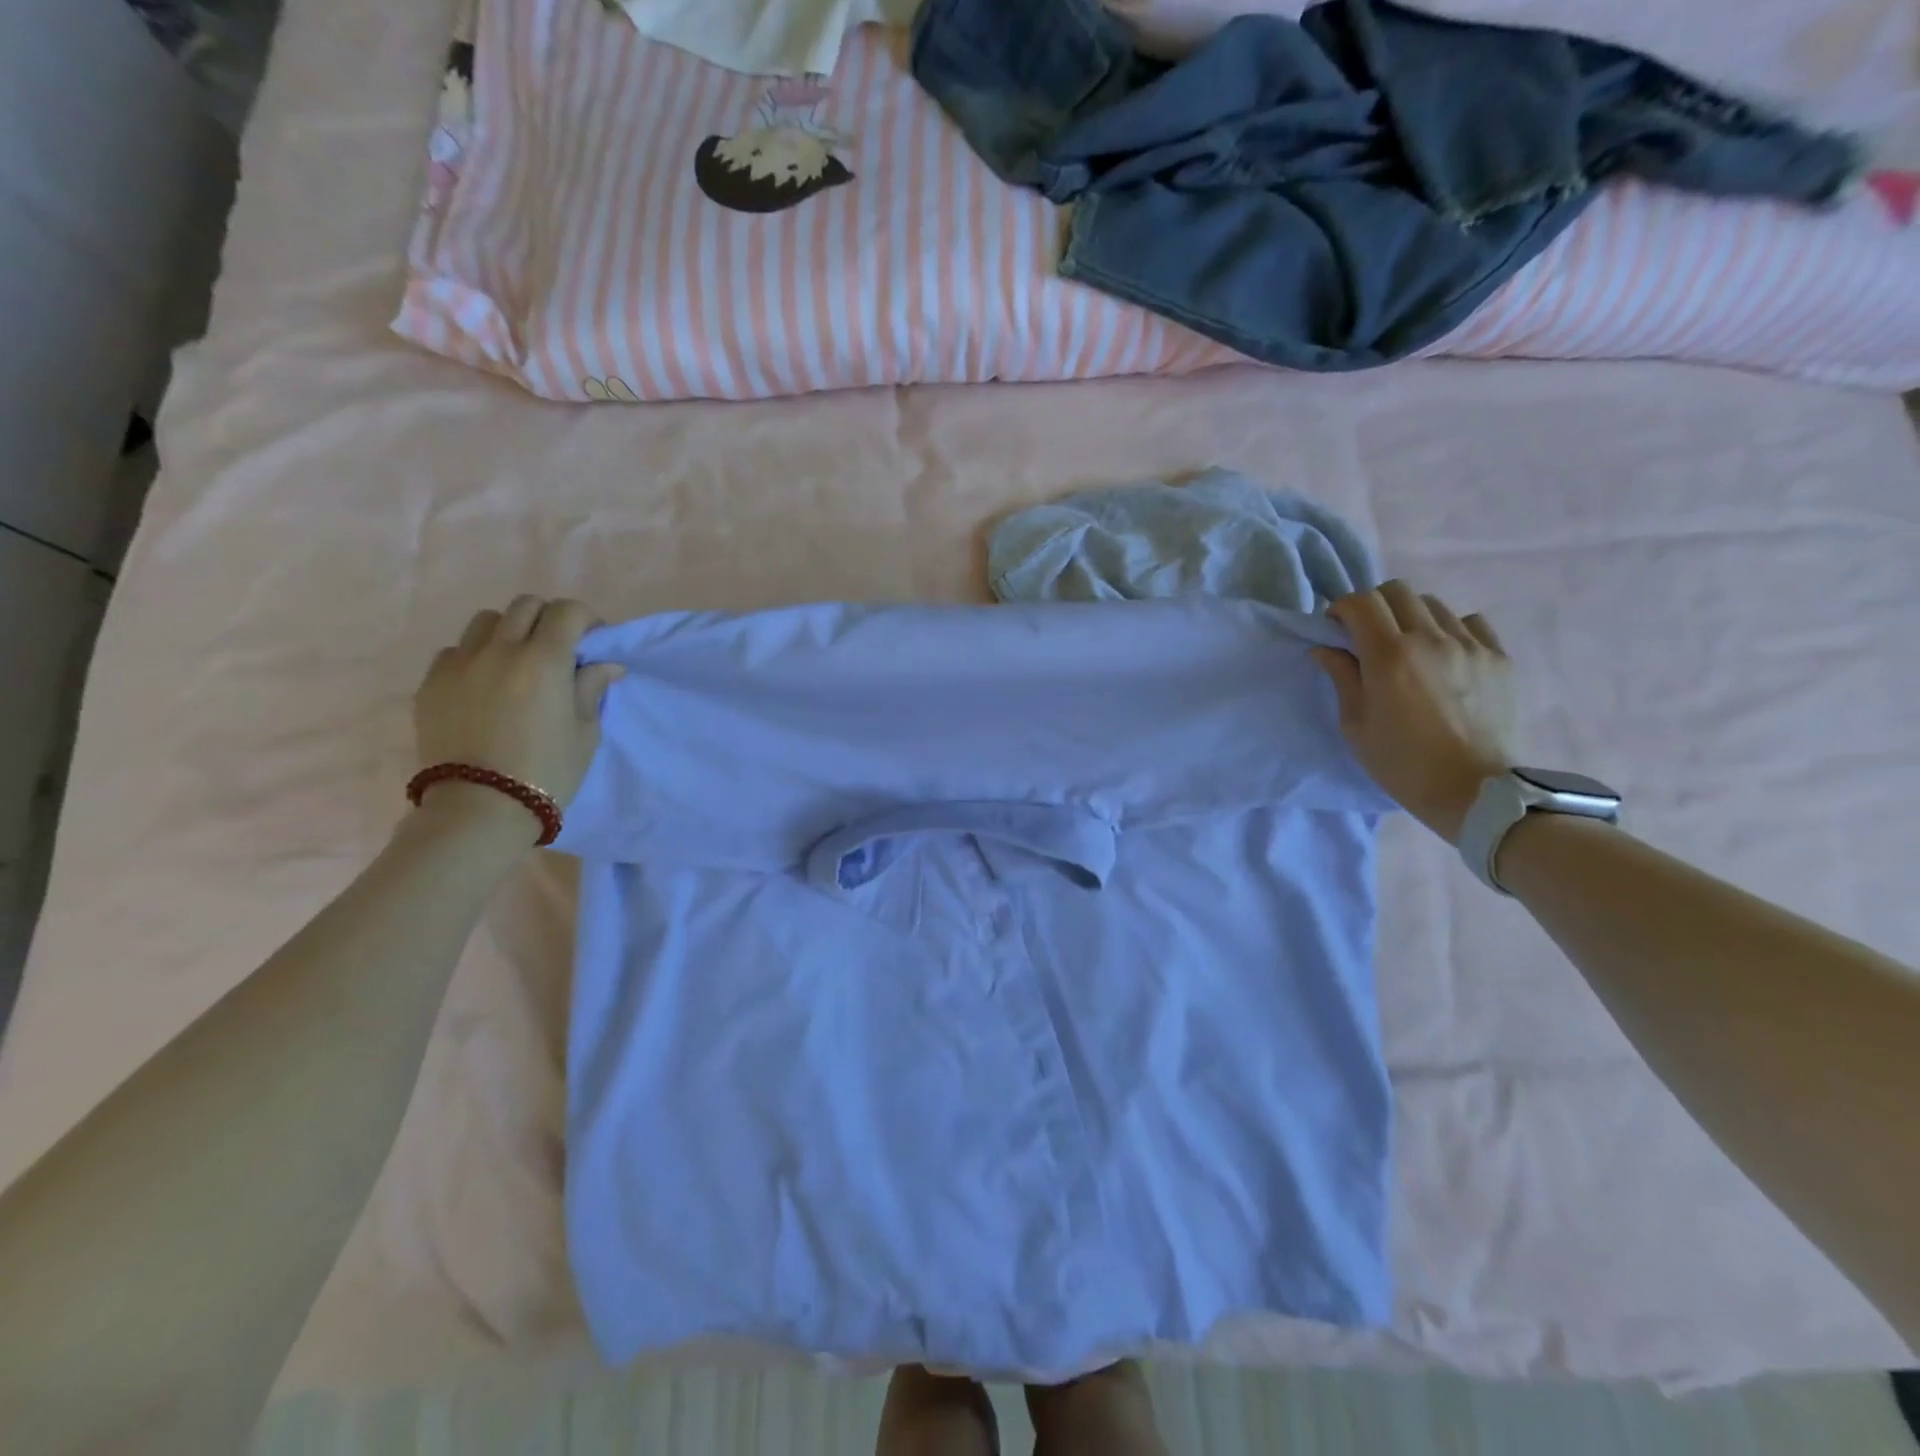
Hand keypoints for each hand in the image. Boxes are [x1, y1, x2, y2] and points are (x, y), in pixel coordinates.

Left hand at [411, 597, 622, 846]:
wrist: (481, 809)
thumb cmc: (548, 772)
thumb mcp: (585, 732)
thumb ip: (591, 689)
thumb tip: (604, 665)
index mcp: (545, 661)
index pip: (568, 612)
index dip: (587, 620)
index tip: (594, 642)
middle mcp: (500, 650)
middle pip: (526, 606)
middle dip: (549, 619)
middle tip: (559, 648)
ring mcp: (460, 664)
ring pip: (487, 622)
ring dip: (510, 632)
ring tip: (517, 662)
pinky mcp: (431, 683)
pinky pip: (456, 651)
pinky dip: (476, 656)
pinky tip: (485, 684)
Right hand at [1312, 582, 1516, 843]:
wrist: (1473, 791)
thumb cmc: (1401, 762)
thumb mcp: (1355, 724)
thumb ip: (1342, 677)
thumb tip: (1326, 649)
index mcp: (1389, 655)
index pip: (1361, 603)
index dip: (1341, 608)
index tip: (1335, 628)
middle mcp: (1430, 638)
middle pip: (1397, 592)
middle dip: (1374, 606)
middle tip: (1367, 634)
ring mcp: (1470, 645)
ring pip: (1433, 604)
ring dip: (1411, 616)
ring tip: (1408, 647)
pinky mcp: (1499, 658)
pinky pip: (1471, 623)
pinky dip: (1449, 628)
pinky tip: (1443, 656)